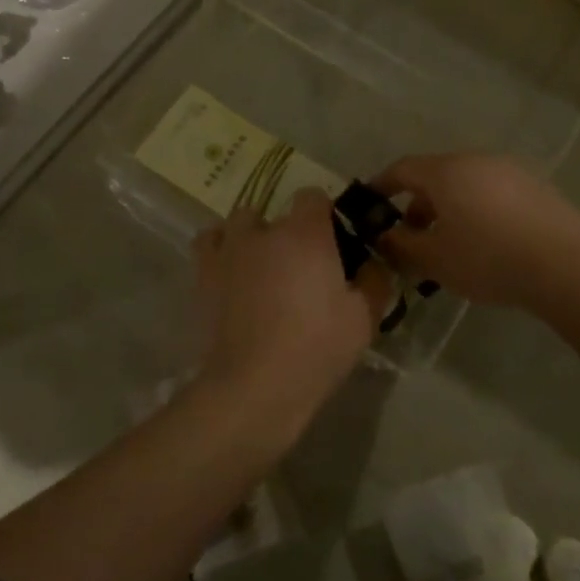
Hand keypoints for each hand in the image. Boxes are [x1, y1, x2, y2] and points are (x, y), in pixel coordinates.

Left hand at [193, 190, 390, 425]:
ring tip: (264, 266)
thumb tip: (372, 264)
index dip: (324, 214)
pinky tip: (232, 268)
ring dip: (255, 235)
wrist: (256, 384)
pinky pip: (209, 240)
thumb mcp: (364, 319)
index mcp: (307, 234)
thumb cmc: (316, 348)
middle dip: (291, 232)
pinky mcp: (205, 271)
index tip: (333, 242)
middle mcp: (266, 230)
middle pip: (279, 213)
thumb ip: (374, 281)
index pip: (313, 196)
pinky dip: (221, 246)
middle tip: (302, 267)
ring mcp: (231, 248)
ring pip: (242, 220)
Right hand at [369, 155, 579, 310]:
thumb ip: (401, 244)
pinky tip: (485, 243)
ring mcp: (509, 170)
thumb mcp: (433, 259)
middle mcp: (476, 160)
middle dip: (417, 204)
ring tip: (448, 244)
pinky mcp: (535, 187)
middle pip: (435, 176)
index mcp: (445, 171)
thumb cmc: (488, 259)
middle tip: (410, 237)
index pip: (402, 169)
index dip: (381, 186)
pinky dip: (477, 210)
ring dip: (448, 208)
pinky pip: (492, 193)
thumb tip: (383, 234)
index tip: (370, 204)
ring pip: (465, 184)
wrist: (567, 266)